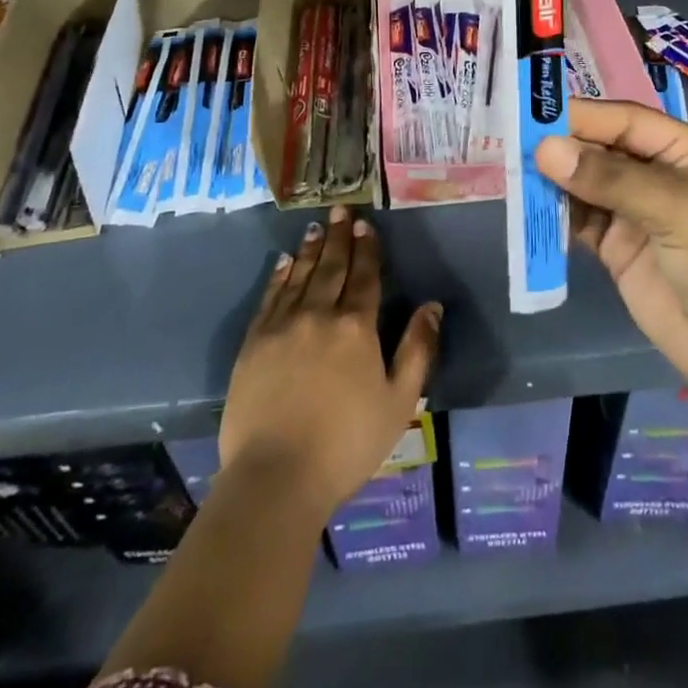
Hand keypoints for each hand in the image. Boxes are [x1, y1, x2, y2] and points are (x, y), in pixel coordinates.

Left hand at [220, 206, 440, 519]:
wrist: (276, 477)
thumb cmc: (347, 444)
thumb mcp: (399, 402)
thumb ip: (418, 349)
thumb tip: (432, 306)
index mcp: (357, 327)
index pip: (365, 276)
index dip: (367, 249)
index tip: (366, 224)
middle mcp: (319, 314)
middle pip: (332, 267)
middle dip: (340, 237)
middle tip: (341, 210)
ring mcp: (282, 325)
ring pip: (301, 275)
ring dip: (311, 249)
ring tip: (317, 227)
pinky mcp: (254, 342)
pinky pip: (270, 297)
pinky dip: (280, 275)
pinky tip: (285, 262)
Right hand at [536, 99, 687, 408]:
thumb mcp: (676, 210)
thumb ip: (610, 178)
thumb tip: (545, 149)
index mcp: (684, 151)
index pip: (626, 120)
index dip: (583, 116)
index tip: (534, 116)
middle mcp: (656, 173)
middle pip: (601, 147)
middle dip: (562, 146)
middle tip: (513, 144)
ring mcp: (633, 210)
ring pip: (584, 182)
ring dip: (553, 179)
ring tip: (513, 173)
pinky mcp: (614, 246)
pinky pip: (578, 219)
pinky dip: (555, 213)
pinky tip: (529, 207)